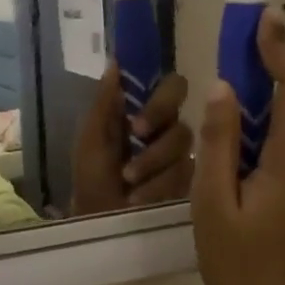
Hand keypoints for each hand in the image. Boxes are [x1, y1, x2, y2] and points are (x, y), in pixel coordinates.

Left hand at [71, 66, 193, 214]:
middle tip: (133, 165)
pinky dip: (157, 189)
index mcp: (146, 114)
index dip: (163, 101)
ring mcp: (183, 162)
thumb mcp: (92, 139)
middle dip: (157, 147)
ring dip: (151, 169)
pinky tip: (140, 199)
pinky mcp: (192, 188)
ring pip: (184, 155)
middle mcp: (169, 133)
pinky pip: (187, 180)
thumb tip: (115, 61)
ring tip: (128, 184)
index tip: (137, 127)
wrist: (98, 223)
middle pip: (183, 125)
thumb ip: (105, 102)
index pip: (174, 89)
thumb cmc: (91, 178)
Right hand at [192, 8, 284, 284]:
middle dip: (274, 59)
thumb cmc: (243, 269)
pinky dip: (265, 118)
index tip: (260, 19)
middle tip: (239, 37)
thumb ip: (217, 143)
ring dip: (269, 87)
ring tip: (232, 72)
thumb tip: (222, 90)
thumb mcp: (213, 204)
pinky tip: (234, 126)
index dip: (280, 47)